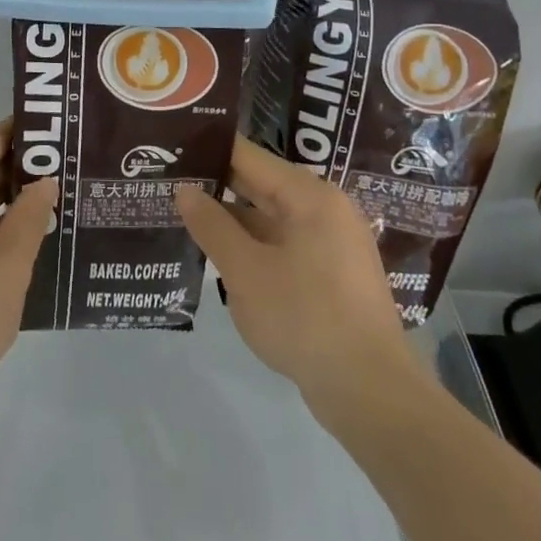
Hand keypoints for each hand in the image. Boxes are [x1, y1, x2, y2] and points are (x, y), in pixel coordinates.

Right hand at [175, 137, 417, 418]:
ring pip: (270, 218)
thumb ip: (212, 226)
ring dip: (232, 219)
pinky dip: (253, 245)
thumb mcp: (246, 271)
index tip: (171, 148)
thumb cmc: (305, 318)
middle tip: (168, 180)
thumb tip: (185, 191)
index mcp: (309, 196)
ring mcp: (332, 244)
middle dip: (216, 185)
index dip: (208, 149)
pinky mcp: (332, 275)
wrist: (371, 392)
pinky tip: (220, 255)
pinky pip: (283, 244)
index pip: (248, 156)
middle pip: (261, 184)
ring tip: (184, 216)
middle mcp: (326, 209)